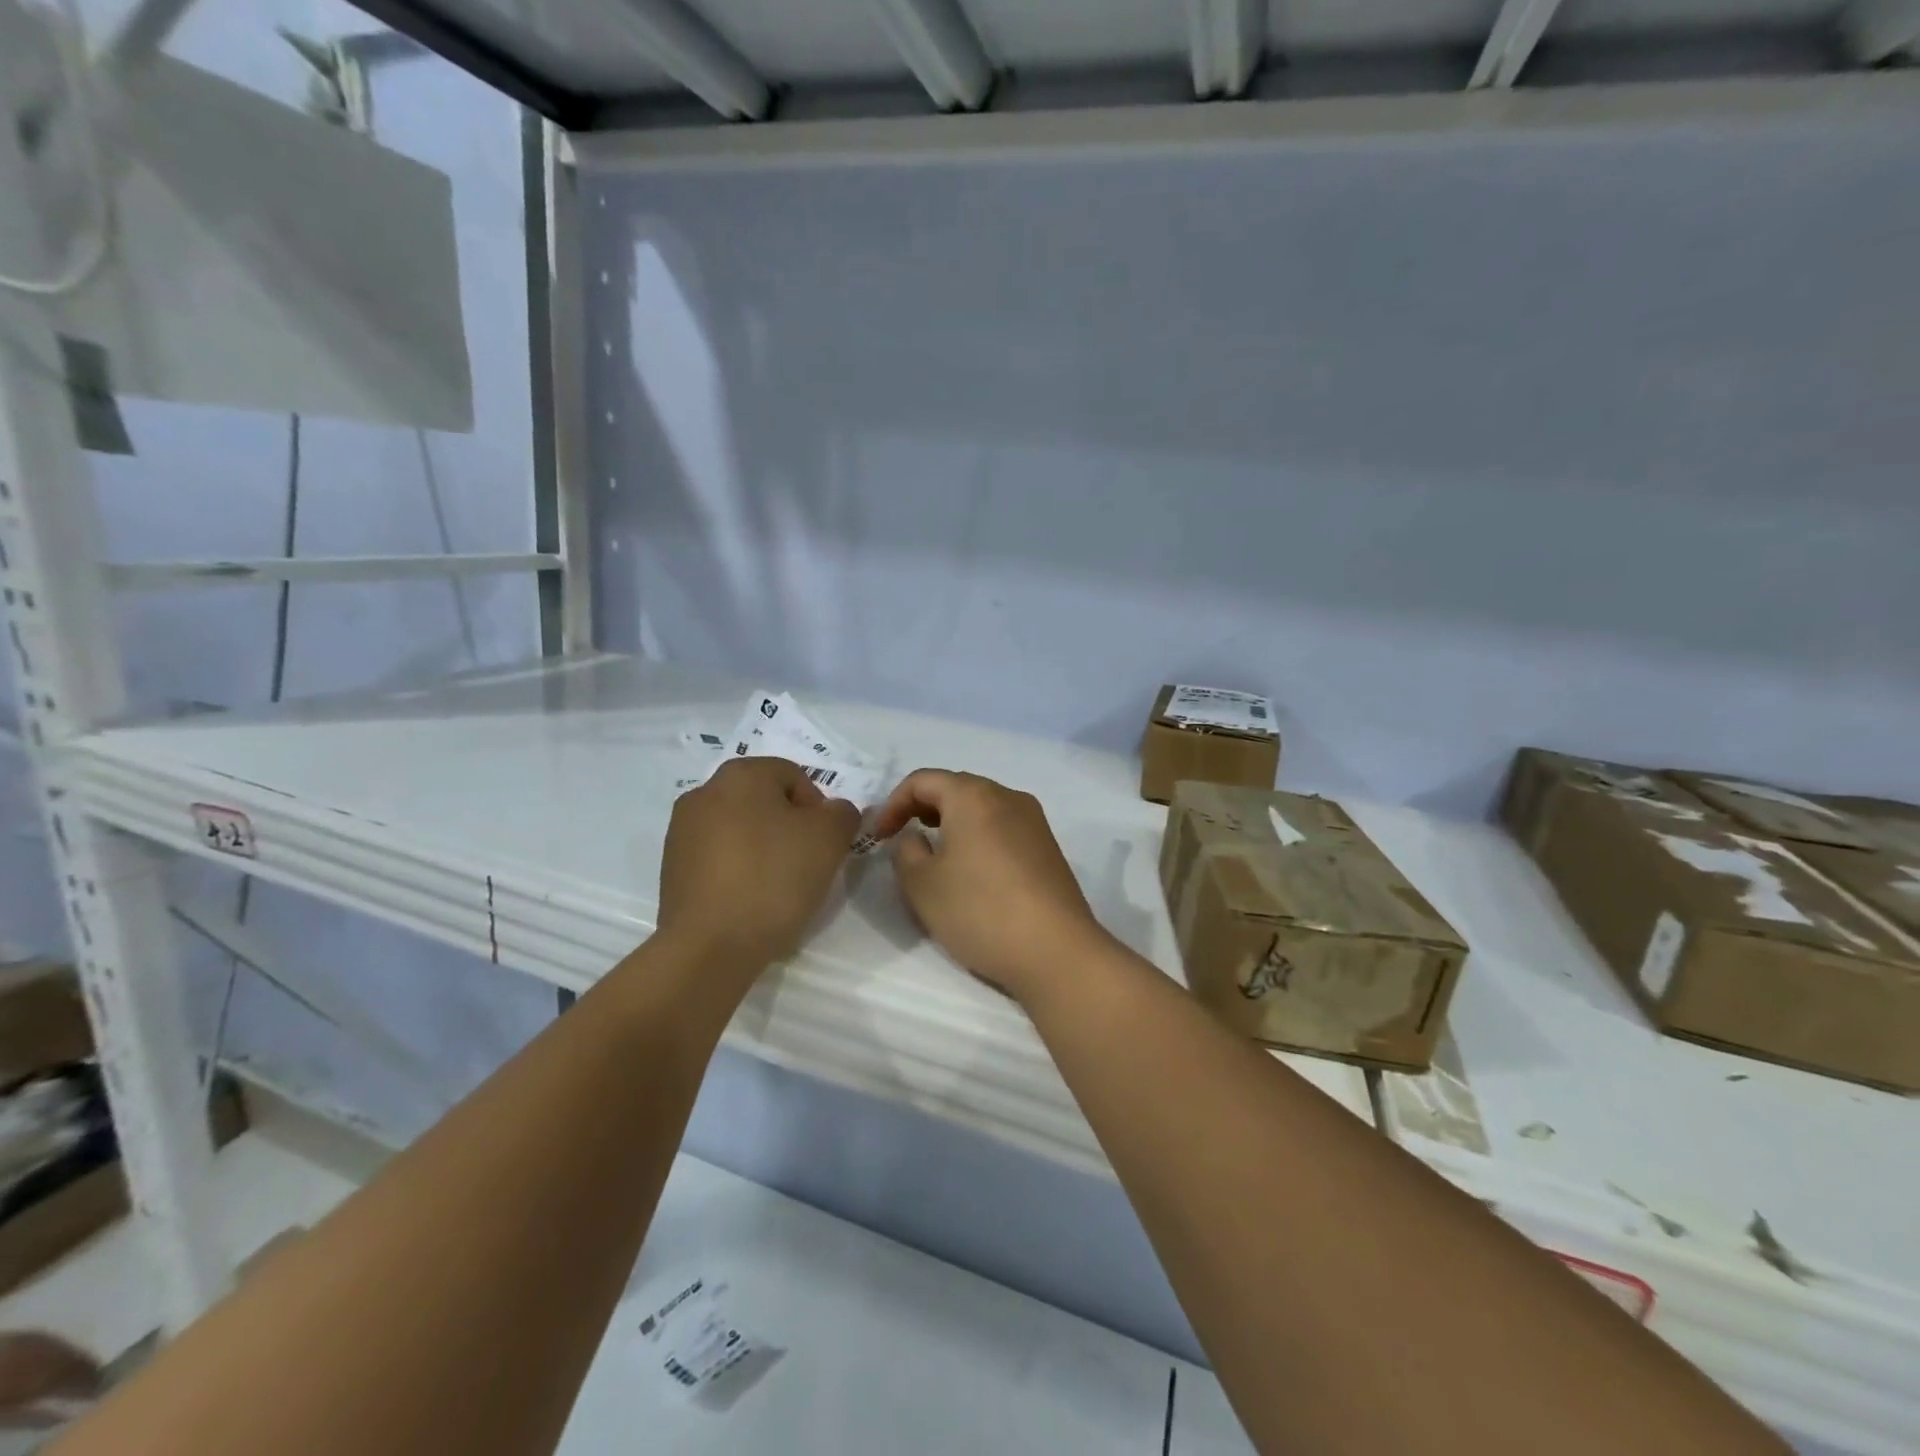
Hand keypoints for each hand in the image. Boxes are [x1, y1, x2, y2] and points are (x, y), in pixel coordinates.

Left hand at [657, 758, 860, 976]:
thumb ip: (842, 813)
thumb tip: (833, 813)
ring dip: (764, 852)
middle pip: (765, 803)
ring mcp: (682, 832)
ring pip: (742, 832)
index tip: (824, 846)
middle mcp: (704, 792)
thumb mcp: (830, 838)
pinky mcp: (672, 870)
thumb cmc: (774, 878)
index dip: (819, 810)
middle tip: (807, 866)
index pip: (795, 777)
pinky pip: (720, 860)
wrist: (710, 947)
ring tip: (778, 889)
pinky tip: (750, 903)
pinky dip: (739, 873)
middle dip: (790, 830)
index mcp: (740, 774)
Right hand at [869, 770, 1112, 1001]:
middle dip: (923, 808)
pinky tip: (973, 871)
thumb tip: (916, 838)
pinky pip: (1003, 827)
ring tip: (935, 854)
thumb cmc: (980, 911)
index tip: (879, 837)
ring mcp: (1034, 820)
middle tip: (903, 838)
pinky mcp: (1048, 847)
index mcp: (973, 795)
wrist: (1056, 950)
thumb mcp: (922, 885)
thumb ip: (906, 852)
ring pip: (983, 807)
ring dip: (953, 822)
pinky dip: (979, 836)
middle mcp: (1007, 796)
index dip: (893, 804)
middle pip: (956, 788)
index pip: (923, 780)